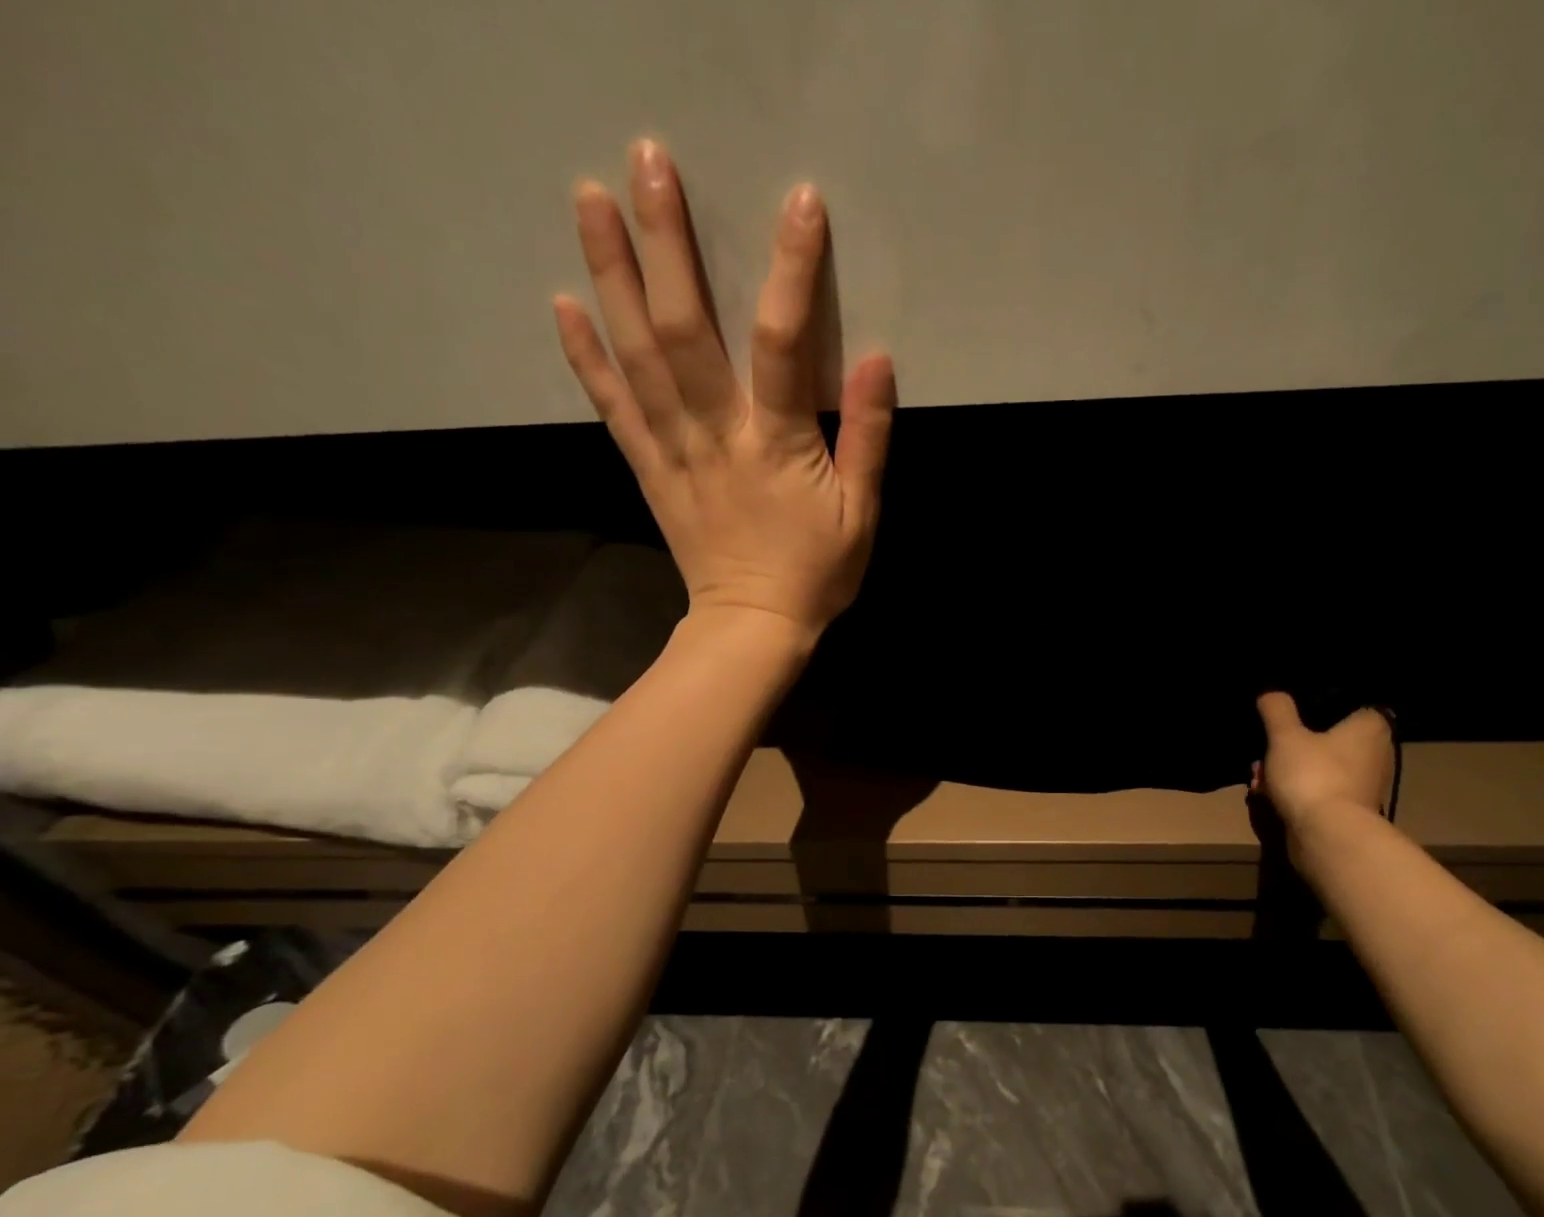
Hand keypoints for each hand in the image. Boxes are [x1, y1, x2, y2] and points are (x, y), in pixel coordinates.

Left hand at [554, 139, 896, 645]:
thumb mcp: (862, 514)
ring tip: (588, 199)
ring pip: (636, 357)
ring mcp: (674, 451)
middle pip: (684, 331)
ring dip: (610, 276)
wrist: (754, 625)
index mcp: (777, 445)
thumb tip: (879, 360)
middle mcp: (716, 435)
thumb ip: (869, 437)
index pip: (782, 345)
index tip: (797, 202)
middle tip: (646, 161)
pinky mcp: (650, 469)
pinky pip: (612, 408)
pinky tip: (562, 304)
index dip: (791, 271)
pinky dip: (585, 358)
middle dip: (666, 244)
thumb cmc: (817, 573)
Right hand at [1252, 693, 1395, 832]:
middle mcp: (1375, 753)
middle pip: (1327, 738)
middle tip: (1265, 749)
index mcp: (1370, 727)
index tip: (1290, 712)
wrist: (1327, 836)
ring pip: (1318, 766)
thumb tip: (1271, 693)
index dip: (1315, 706)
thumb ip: (1277, 710)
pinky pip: (1318, 790)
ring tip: (1258, 776)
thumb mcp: (1285, 736)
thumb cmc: (1313, 775)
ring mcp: (1363, 785)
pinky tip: (1267, 795)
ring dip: (1287, 769)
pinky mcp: (1348, 810)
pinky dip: (1295, 790)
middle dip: (1291, 744)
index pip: (1348, 703)